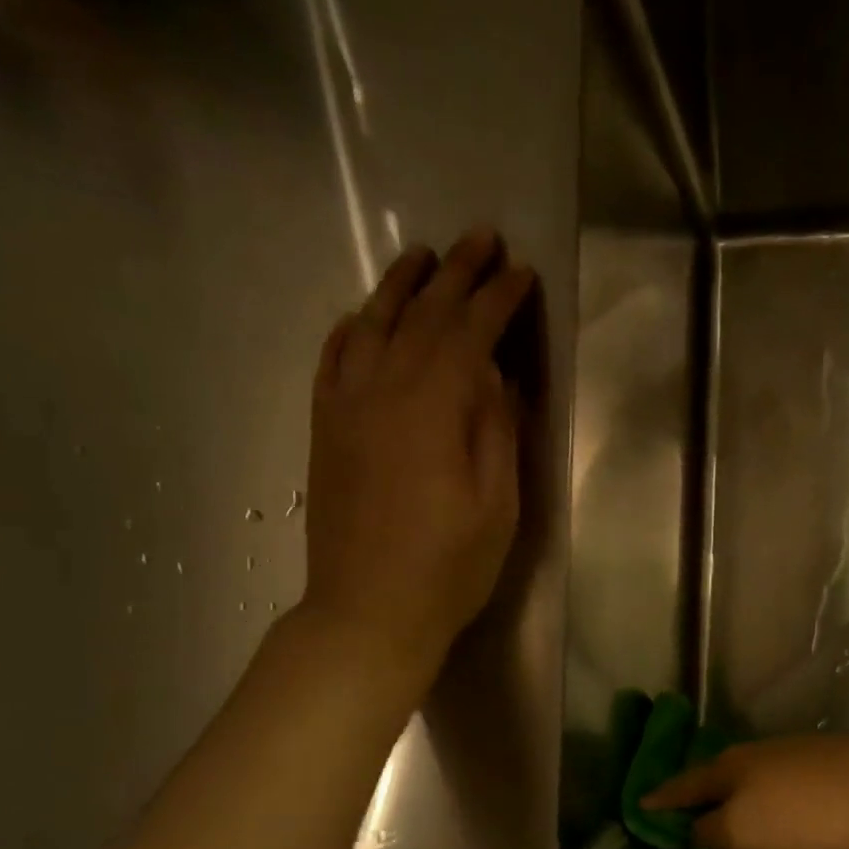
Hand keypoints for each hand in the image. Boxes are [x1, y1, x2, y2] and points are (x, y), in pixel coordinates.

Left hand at [299, 228, 534, 690]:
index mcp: (432, 409)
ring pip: (371, 326)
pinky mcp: (325, 428)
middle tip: (482, 238)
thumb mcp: (497, 503)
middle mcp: (382, 391)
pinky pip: (332, 359)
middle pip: (422, 316)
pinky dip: (351, 328)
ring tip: (423, 257)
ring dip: (400, 286)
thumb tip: (494, 374)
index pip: (470, 334)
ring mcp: (345, 407)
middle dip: (456, 275)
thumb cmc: (449, 566)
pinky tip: (363, 315)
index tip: (524, 274)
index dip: (499, 300)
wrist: (369, 610)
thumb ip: (495, 430)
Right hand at [640, 732, 848, 848]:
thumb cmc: (814, 820)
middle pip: (718, 774)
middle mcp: (759, 753)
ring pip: (753, 775)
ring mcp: (798, 753)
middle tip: (684, 811)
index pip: (685, 786)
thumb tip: (694, 830)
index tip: (641, 806)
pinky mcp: (831, 763)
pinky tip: (779, 804)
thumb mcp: (747, 835)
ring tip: (730, 811)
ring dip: (737, 794)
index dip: (662, 801)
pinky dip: (771, 795)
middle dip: (699, 793)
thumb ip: (712, 833)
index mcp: (733, 769)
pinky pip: (784, 781)